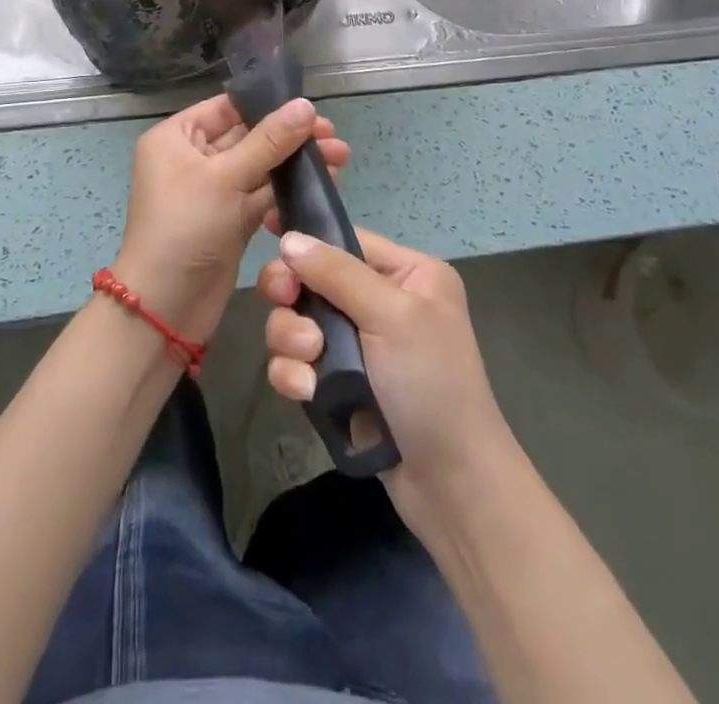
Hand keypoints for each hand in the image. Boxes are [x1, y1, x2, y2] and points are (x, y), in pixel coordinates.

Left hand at [113, 95, 348, 344]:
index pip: (228, 108)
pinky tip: (324, 185)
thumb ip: (269, 141)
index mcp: (177, 137)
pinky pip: (263, 195)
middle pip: (249, 136)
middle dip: (292, 137)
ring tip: (341, 159)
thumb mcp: (225, 178)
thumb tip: (306, 105)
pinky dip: (289, 190)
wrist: (166, 308)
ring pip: (261, 167)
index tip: (312, 109)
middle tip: (334, 138)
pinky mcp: (231, 219)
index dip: (269, 105)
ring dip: (296, 163)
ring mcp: (214, 190)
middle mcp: (193, 158)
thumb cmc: (185, 228)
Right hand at [258, 227, 516, 538]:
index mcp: (407, 274)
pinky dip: (293, 373)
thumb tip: (290, 238)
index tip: (267, 232)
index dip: (307, 239)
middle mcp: (381, 302)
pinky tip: (305, 392)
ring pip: (297, 321)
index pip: (346, 240)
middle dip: (293, 295)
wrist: (450, 485)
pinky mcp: (337, 384)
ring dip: (291, 338)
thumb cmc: (431, 383)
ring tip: (309, 359)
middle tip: (283, 301)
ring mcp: (357, 345)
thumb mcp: (392, 315)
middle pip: (312, 279)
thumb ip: (337, 273)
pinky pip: (297, 362)